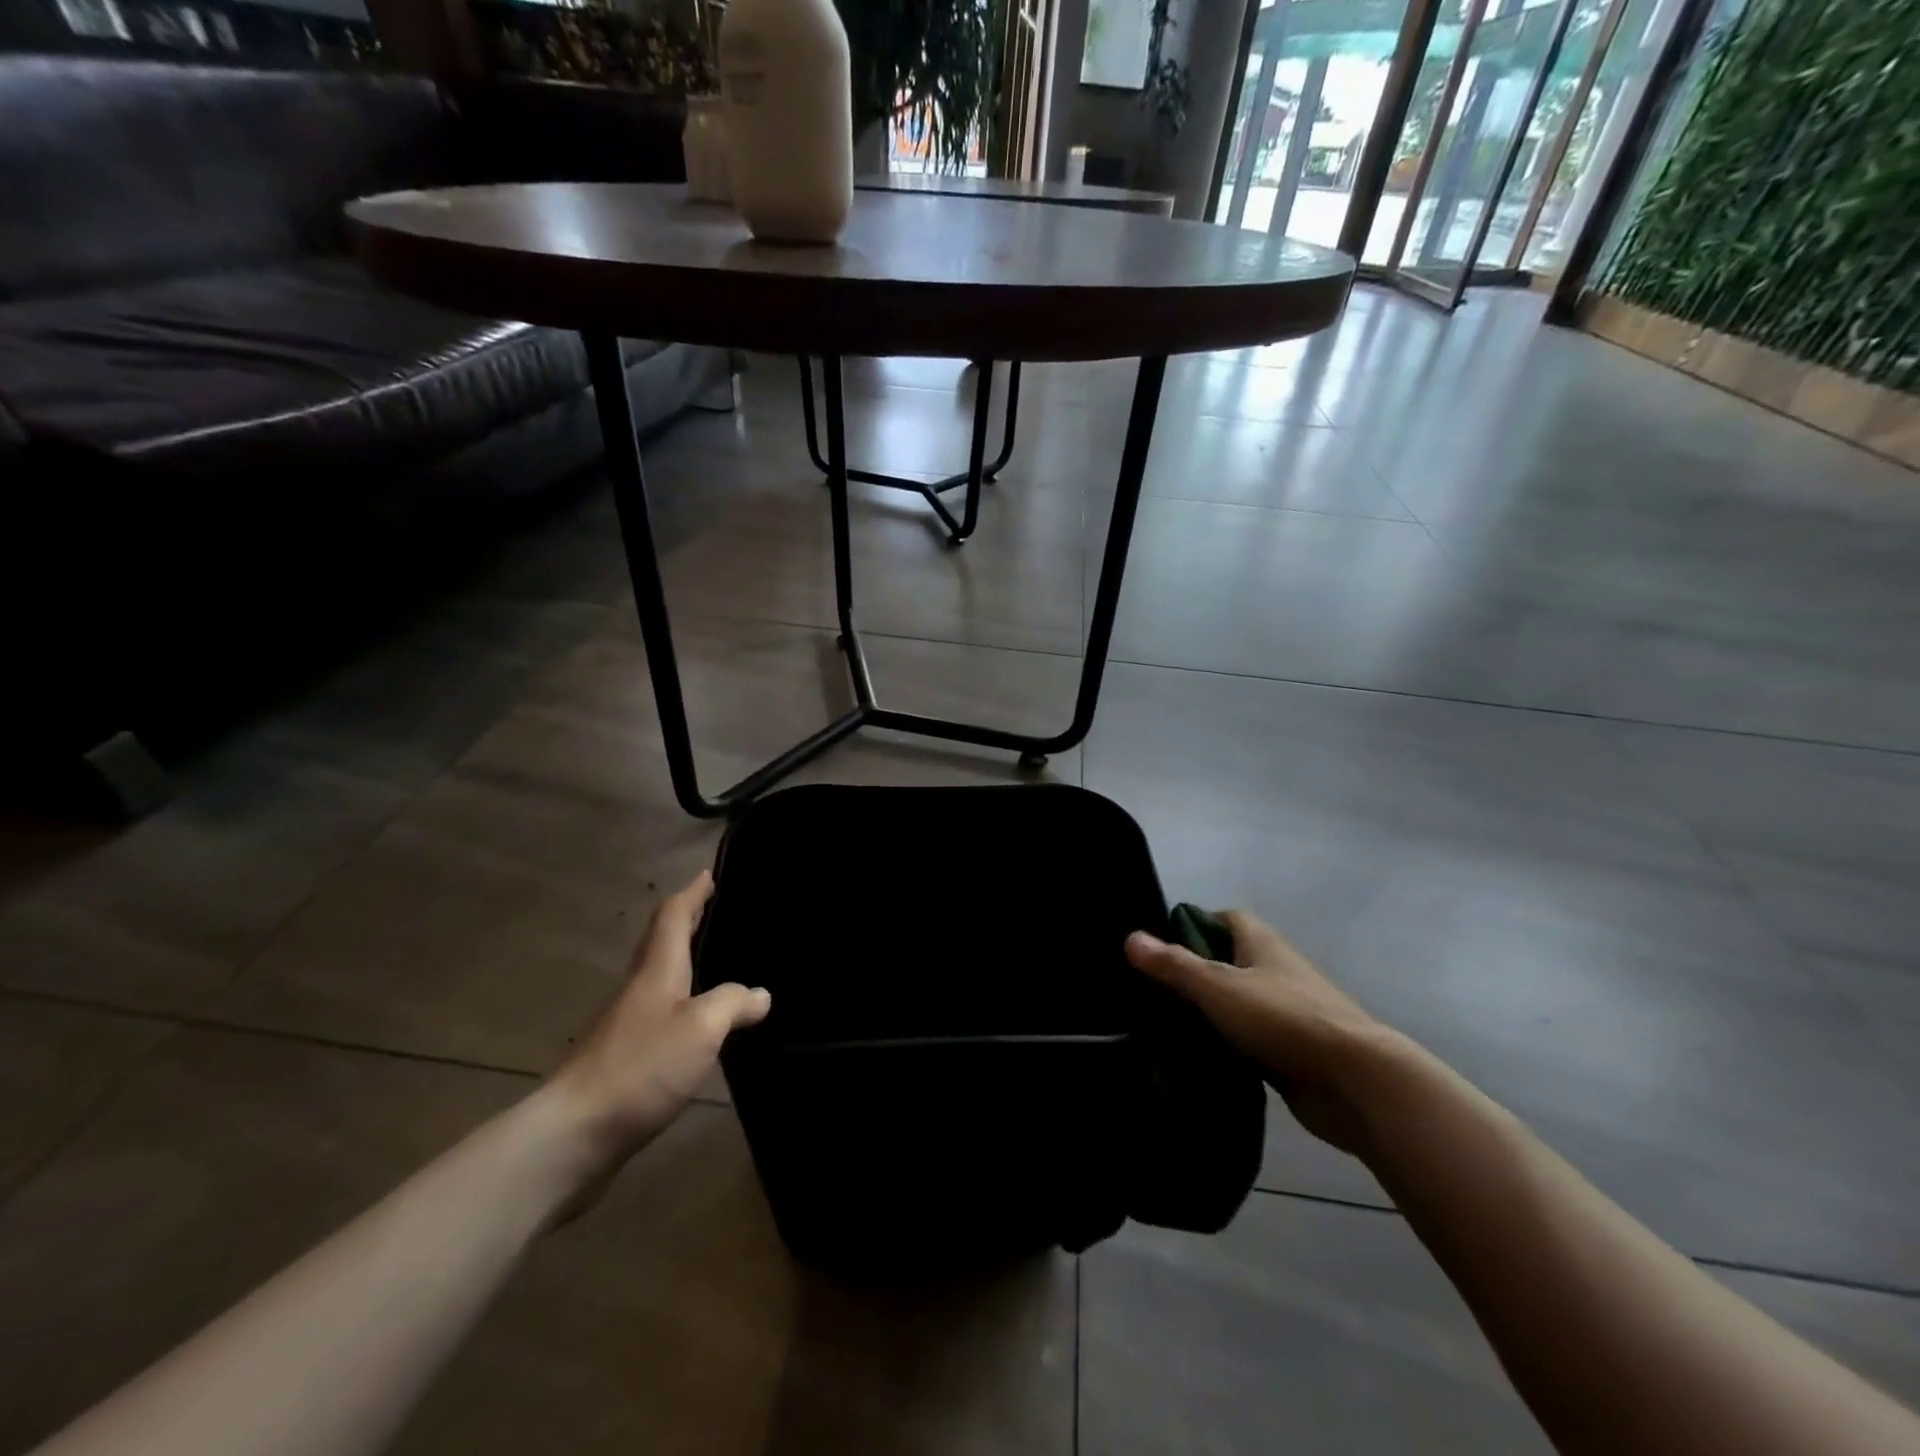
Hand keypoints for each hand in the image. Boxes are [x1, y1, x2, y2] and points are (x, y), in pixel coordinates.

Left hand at [544, 871, 769, 1189]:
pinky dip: (682, 1002)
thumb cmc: (641, 1067)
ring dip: (684, 962)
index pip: (673, 918)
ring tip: (716, 961)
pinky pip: (660, 1014)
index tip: (708, 874)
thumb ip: (733, 1003)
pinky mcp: (624, 1059)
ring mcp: (626, 1026)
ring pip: (659, 978)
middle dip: (687, 923)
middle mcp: (638, 990)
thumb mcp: (701, 1028)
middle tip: (716, 911)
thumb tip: (760, 994)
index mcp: (656, 971)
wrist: (573, 1135)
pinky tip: (698, 1022)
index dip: (692, 894)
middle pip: (662, 944)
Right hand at [1126, 912, 1395, 1156]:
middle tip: (1149, 992)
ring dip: (1207, 1014)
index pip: (1222, 919)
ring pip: (1235, 1005)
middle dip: (1191, 974)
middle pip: (1225, 962)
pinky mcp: (1289, 1052)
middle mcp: (1274, 971)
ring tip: (1161, 1026)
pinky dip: (1225, 1047)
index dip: (1191, 926)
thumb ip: (1174, 965)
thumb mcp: (1218, 986)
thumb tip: (1130, 938)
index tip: (1158, 948)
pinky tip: (1195, 1060)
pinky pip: (1247, 1041)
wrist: (1355, 1081)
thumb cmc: (1283, 1017)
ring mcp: (1285, 1013)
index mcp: (1261, 943)